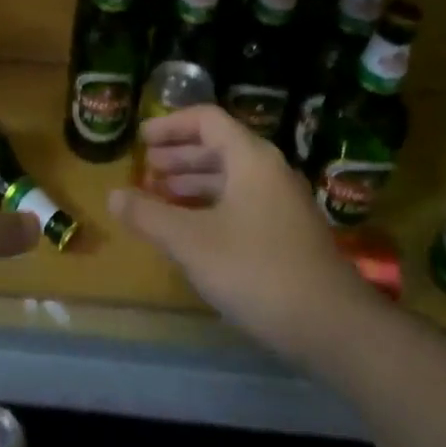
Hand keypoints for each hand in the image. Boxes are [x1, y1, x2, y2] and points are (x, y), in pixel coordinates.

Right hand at [108, 105, 366, 361]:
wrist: (333, 327)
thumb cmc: (256, 270)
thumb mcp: (191, 241)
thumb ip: (149, 215)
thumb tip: (112, 196)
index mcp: (250, 158)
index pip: (206, 120)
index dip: (170, 125)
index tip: (141, 140)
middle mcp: (269, 171)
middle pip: (218, 147)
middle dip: (178, 156)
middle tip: (146, 170)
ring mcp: (282, 204)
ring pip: (230, 178)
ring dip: (193, 183)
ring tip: (160, 197)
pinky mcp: (288, 234)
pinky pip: (242, 203)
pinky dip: (211, 206)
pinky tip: (191, 230)